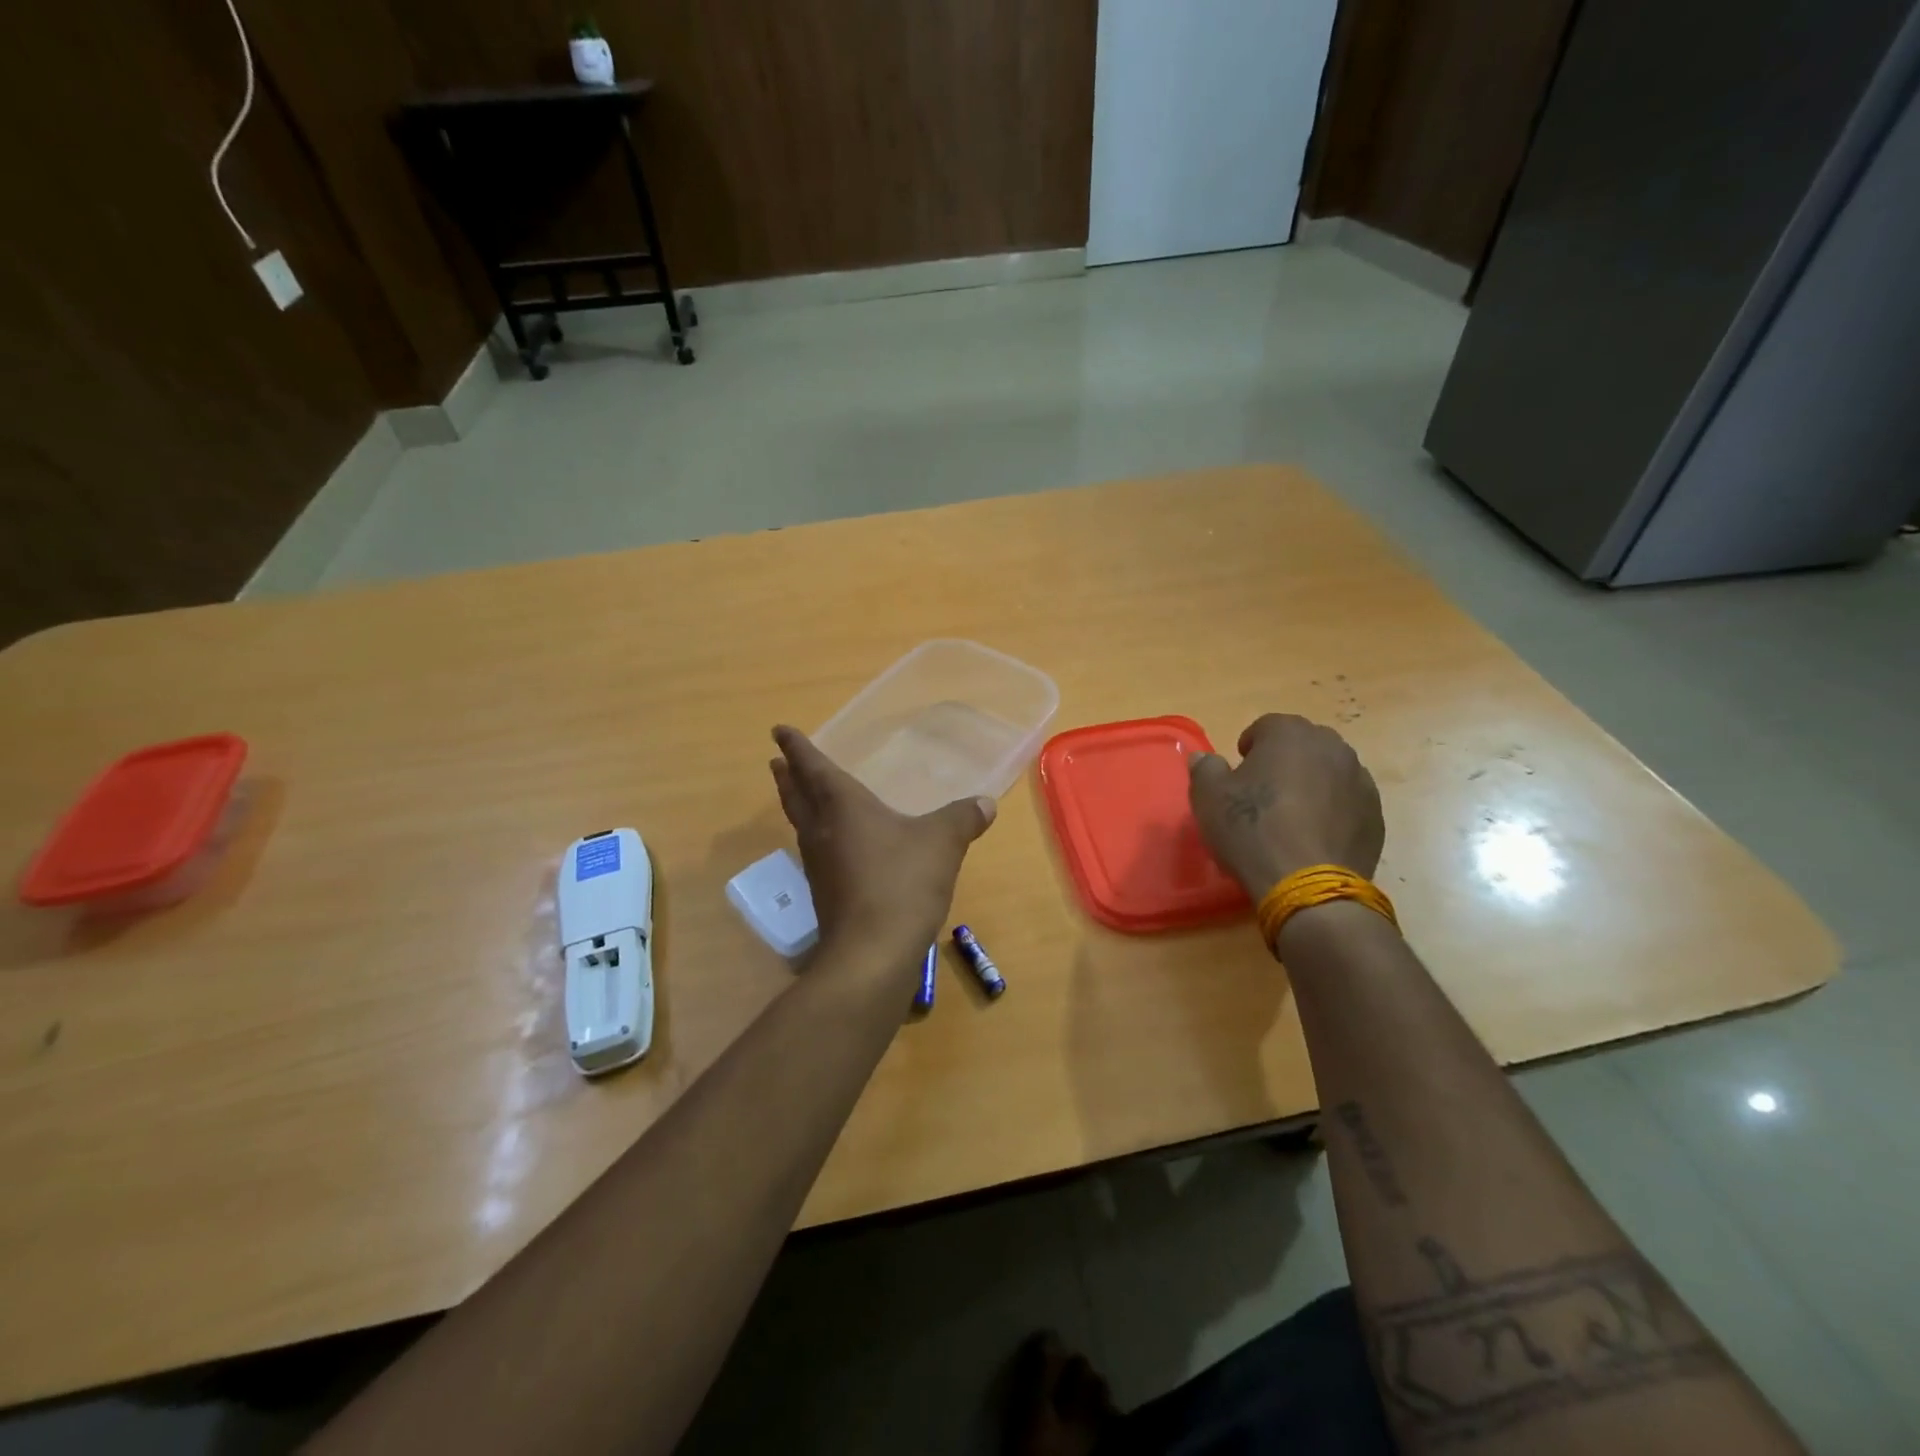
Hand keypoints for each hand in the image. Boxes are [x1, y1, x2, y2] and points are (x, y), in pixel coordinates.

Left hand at [769, 726, 995, 974]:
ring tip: (799, 796)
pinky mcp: (827, 897)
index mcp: (842, 807)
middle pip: (797, 797)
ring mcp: (820, 867)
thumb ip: (962, 818)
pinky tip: (835, 848)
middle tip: (777, 762)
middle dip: (788, 777)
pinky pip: (817, 854)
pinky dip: (819, 839)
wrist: (872, 954)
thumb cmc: (902, 882)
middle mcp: (823, 832)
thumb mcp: (942, 843)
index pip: (815, 768)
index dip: (797, 748)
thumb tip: (985, 803)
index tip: (779, 731)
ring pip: (803, 826)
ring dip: (798, 807)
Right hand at [1187, 713, 1384, 896]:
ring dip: (1311, 784)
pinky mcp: (1375, 814)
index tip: (1238, 774)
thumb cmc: (1251, 829)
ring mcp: (1360, 780)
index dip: (1249, 747)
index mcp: (1289, 734)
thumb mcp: (1209, 797)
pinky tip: (1314, 836)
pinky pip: (1347, 802)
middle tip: (1263, 793)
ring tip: (1291, 816)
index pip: (1266, 726)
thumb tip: (1204, 757)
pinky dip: (1332, 811)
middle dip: (1284, 761)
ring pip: (1329, 772)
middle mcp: (1331, 747)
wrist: (1308, 884)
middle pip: (1302, 745)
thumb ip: (1205, 768)